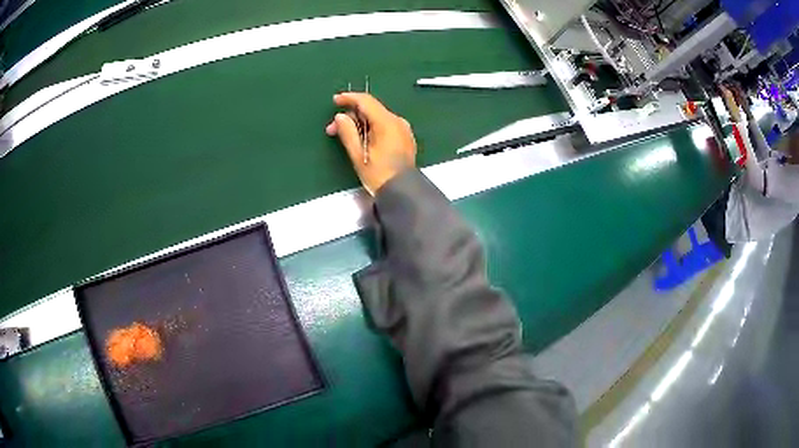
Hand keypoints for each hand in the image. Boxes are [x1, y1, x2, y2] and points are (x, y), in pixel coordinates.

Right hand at [326, 93, 416, 194]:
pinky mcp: (404, 137)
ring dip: (360, 123)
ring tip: (344, 136)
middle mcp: (397, 121)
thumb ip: (348, 132)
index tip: (335, 100)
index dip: (349, 98)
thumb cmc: (379, 175)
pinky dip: (371, 128)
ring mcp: (403, 129)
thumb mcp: (358, 155)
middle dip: (350, 116)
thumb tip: (340, 117)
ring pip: (377, 118)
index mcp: (387, 123)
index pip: (366, 101)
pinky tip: (361, 139)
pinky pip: (385, 125)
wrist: (403, 192)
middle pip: (371, 109)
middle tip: (333, 128)